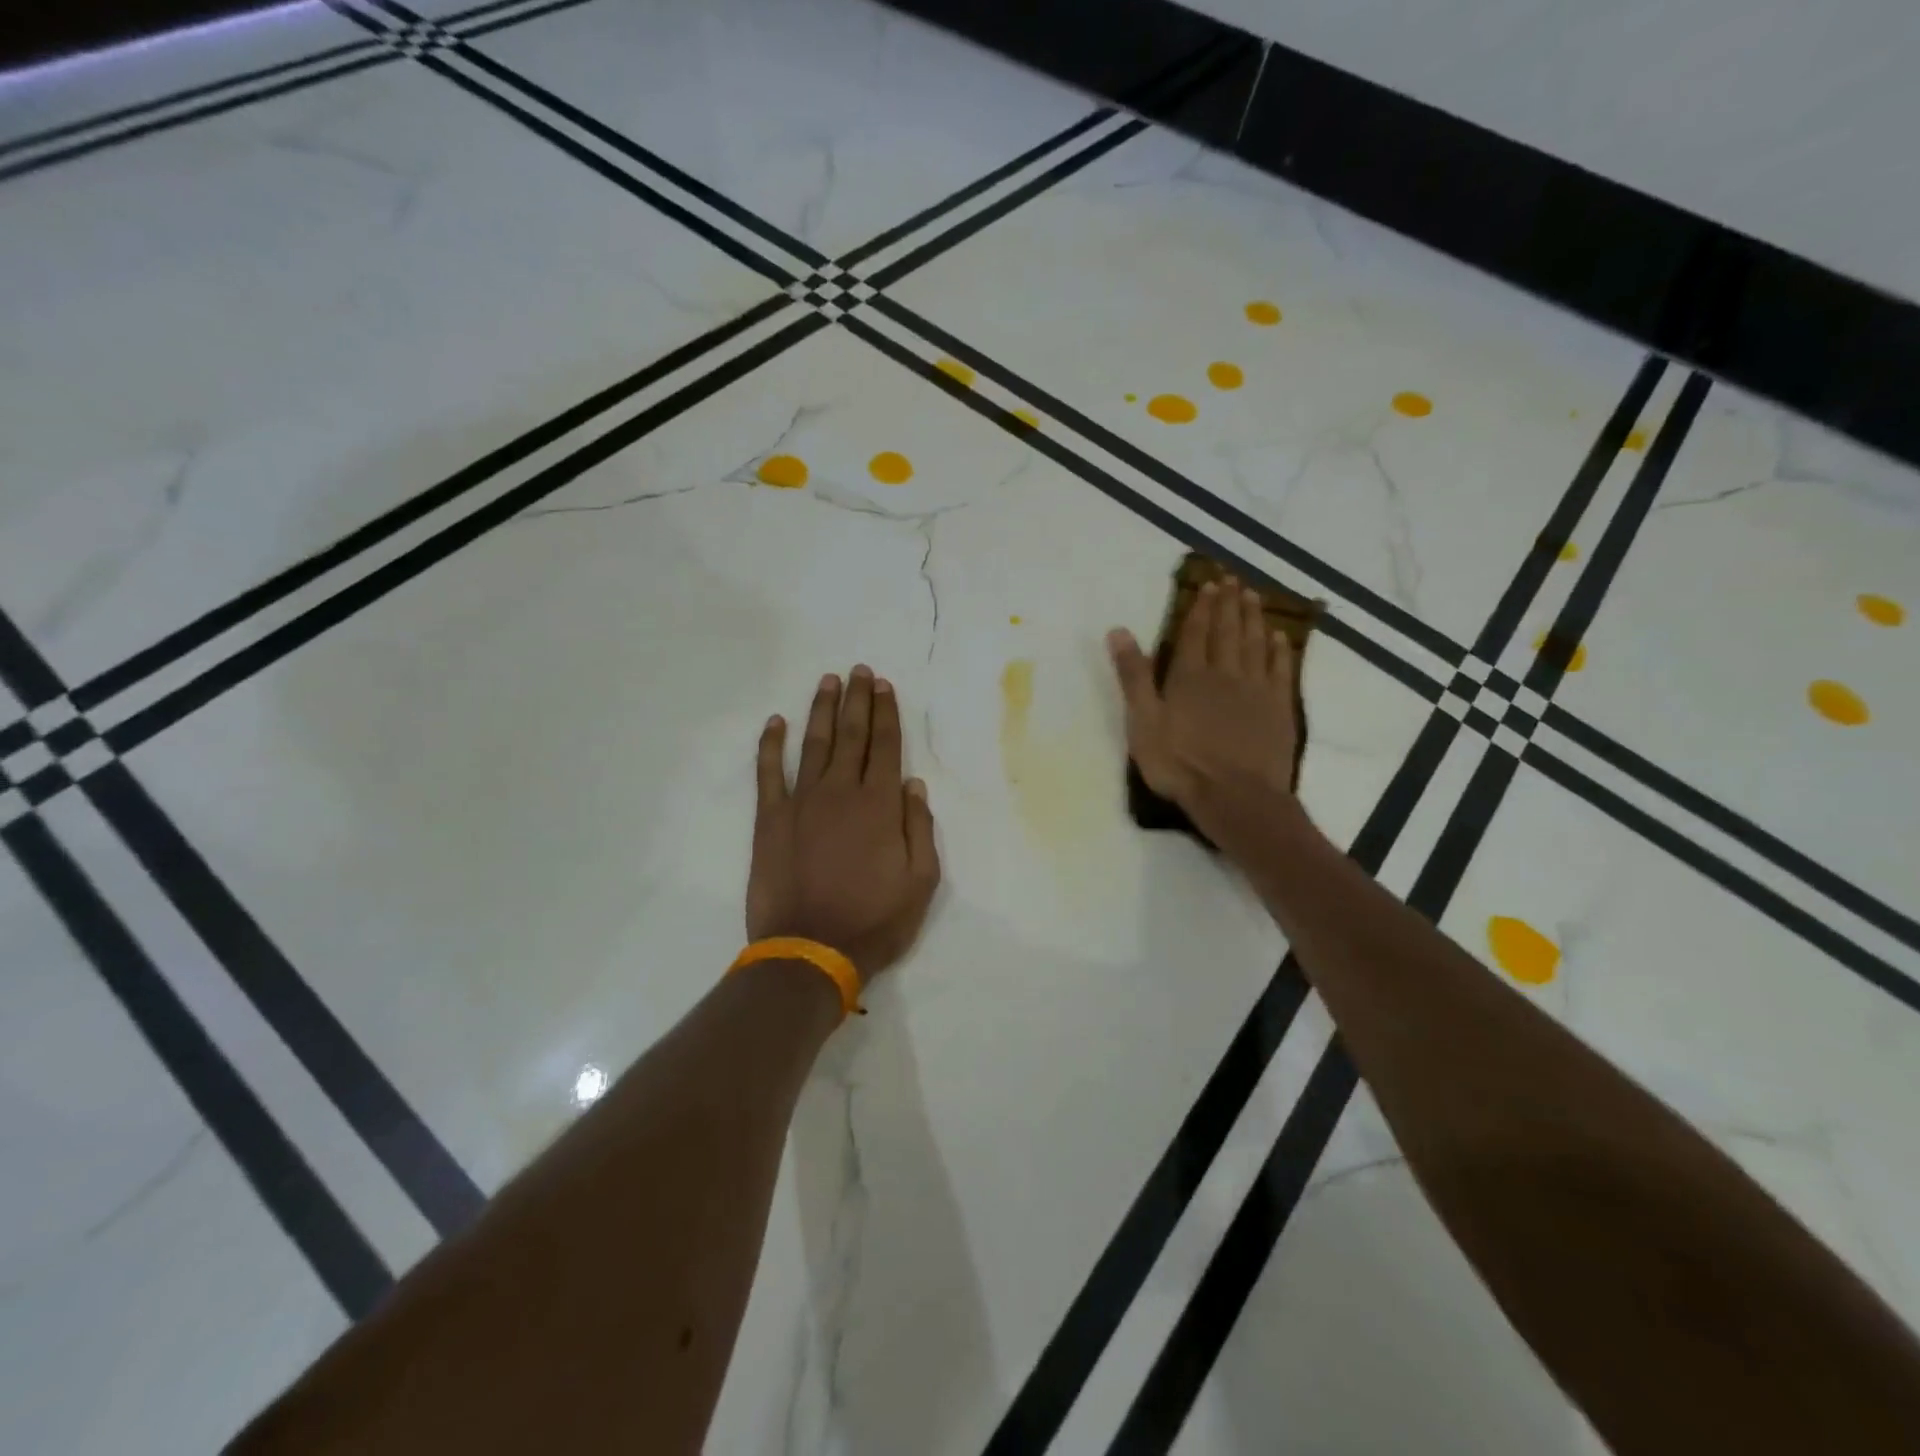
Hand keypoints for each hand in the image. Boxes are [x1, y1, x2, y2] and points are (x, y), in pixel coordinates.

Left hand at [747, 666, 941, 983]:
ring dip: (822, 710)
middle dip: (857, 700)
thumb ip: (919, 828)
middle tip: (859, 670)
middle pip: (852, 735)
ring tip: (827, 682)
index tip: (884, 685)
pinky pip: (769, 773)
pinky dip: (771, 745)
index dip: (886, 713)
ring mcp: (801, 802)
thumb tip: (913, 785)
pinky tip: (776, 722)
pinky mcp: (770, 819)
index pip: (885, 746)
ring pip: (814, 744)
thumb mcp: (921, 881)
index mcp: (880, 805)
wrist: (810, 951)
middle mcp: (841, 792)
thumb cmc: (874, 920)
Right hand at [1108, 579, 1299, 844]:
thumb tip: (1118, 631)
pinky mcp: (1278, 708)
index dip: (1201, 608)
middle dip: (1228, 604)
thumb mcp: (1142, 721)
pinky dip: (1279, 651)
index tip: (1208, 585)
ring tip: (1253, 596)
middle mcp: (1225, 674)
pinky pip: (1281, 670)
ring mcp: (1256, 690)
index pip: (1194, 633)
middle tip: (1233, 579)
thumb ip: (1133, 676)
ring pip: (1255, 644)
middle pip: (1227, 632)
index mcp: (1189, 676)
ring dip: (1253, 618)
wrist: (1235, 796)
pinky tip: (1279, 638)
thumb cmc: (1180, 763)